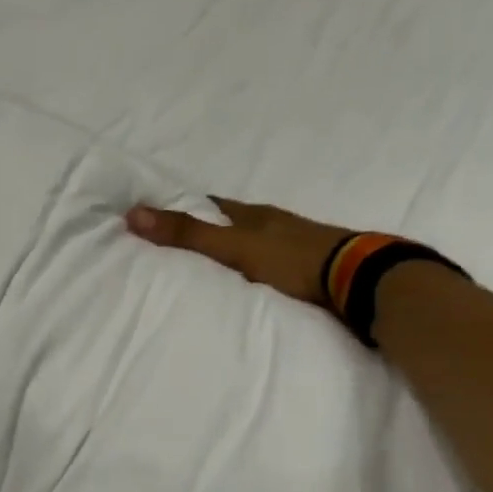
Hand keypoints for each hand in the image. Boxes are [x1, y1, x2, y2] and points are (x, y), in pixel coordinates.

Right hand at [126, 198, 351, 308]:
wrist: (360, 280)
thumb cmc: (292, 258)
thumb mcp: (233, 246)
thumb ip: (187, 234)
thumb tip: (133, 213)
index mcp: (254, 215)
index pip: (214, 205)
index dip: (189, 208)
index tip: (163, 214)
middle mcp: (274, 225)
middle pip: (234, 224)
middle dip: (211, 231)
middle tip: (181, 244)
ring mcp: (295, 247)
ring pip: (254, 245)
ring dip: (235, 253)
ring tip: (209, 269)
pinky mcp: (310, 271)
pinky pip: (271, 268)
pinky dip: (255, 273)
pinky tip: (248, 286)